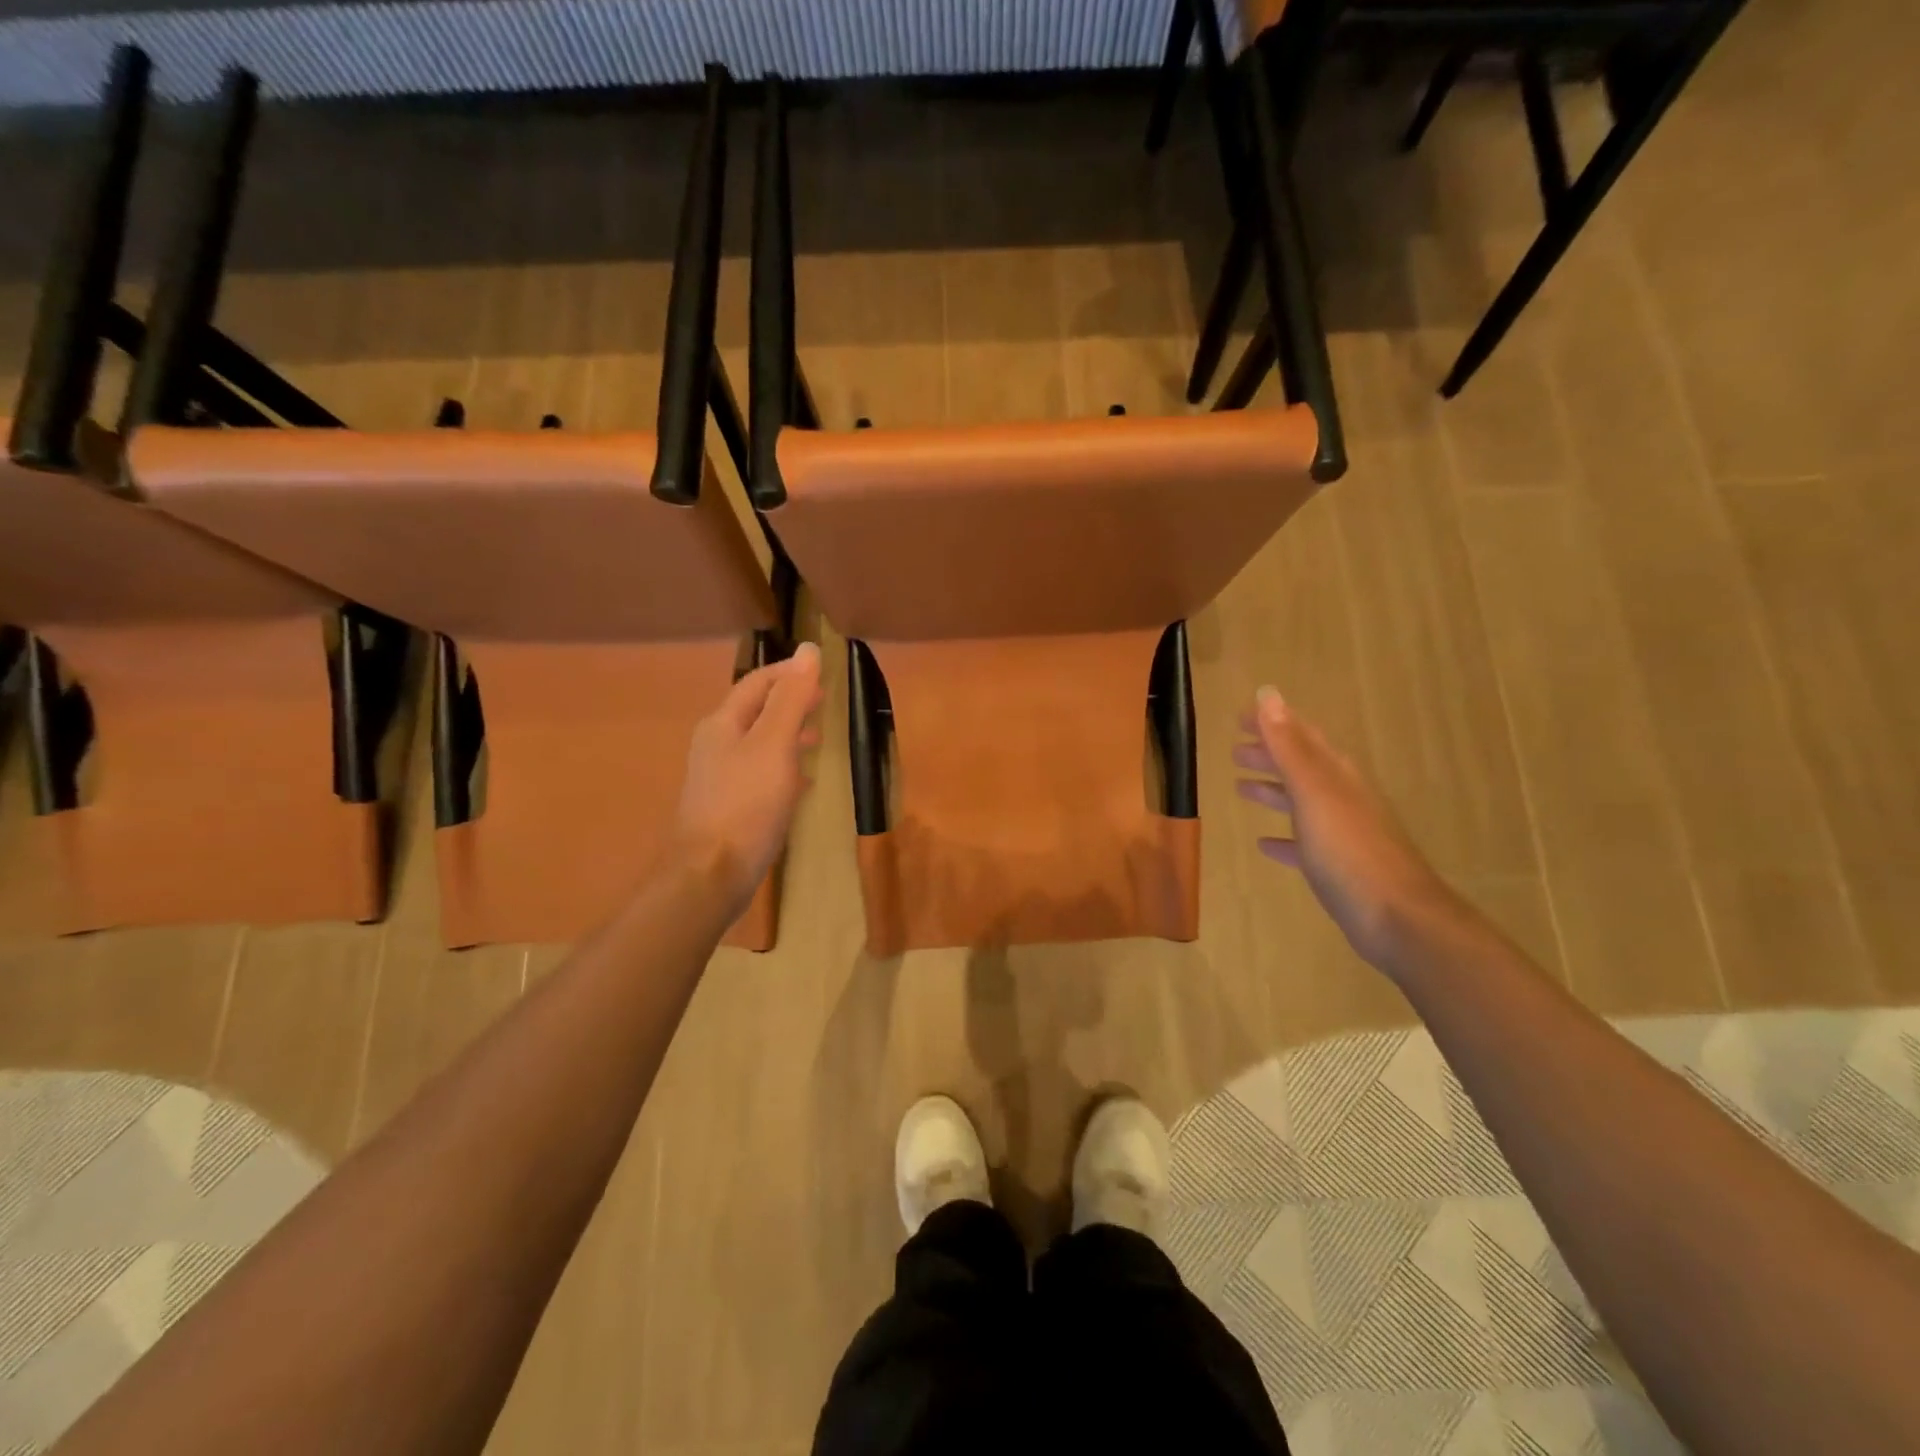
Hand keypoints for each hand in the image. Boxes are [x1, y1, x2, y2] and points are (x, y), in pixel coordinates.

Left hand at [673, 642, 823, 918]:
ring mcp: (720, 778)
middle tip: (824, 702)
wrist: (711, 873)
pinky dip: (784, 766)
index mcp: (724, 724)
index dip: (789, 673)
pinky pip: (760, 774)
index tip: (822, 673)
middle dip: (790, 702)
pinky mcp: (729, 807)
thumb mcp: (774, 744)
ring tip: (819, 736)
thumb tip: (809, 650)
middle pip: (756, 711)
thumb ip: (792, 698)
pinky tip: (802, 780)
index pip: (757, 683)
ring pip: (759, 743)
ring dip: (789, 734)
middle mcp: (717, 745)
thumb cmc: (746, 804)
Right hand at [1234, 686, 1458, 968]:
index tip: (1239, 717)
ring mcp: (1342, 833)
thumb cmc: (1349, 850)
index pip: (1300, 736)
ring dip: (1272, 791)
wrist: (1397, 917)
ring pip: (1301, 802)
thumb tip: (1267, 693)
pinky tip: (1264, 843)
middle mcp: (1342, 797)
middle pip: (1301, 767)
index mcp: (1335, 775)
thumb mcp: (1313, 792)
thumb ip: (1288, 746)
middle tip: (1235, 750)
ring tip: (1241, 787)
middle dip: (1269, 754)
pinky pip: (1303, 843)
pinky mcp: (1338, 867)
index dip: (1271, 723)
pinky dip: (1283, 837)